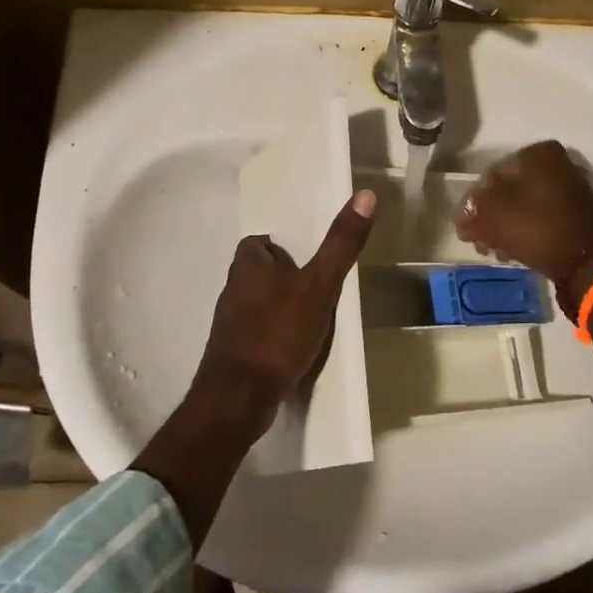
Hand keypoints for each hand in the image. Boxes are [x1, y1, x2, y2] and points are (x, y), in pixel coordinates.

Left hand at [132, 189, 376, 546]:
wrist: (239, 398)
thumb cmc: (278, 334)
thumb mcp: (319, 286)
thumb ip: (341, 244)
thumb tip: (365, 194)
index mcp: (247, 265)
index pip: (259, 243)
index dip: (281, 247)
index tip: (306, 257)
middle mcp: (232, 288)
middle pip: (257, 272)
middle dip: (282, 275)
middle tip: (315, 285)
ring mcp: (228, 323)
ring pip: (255, 302)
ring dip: (277, 305)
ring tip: (309, 317)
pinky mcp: (231, 353)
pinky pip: (255, 332)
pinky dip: (272, 333)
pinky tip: (293, 348)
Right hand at [454, 141, 592, 284]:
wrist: (587, 263)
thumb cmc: (537, 228)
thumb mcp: (494, 215)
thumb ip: (474, 208)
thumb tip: (466, 215)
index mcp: (537, 154)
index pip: (491, 176)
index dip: (473, 204)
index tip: (463, 227)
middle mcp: (556, 165)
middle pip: (508, 192)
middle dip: (488, 218)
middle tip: (476, 242)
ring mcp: (568, 191)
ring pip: (522, 208)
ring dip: (503, 228)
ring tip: (492, 251)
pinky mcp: (575, 216)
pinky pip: (539, 220)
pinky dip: (523, 233)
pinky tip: (511, 253)